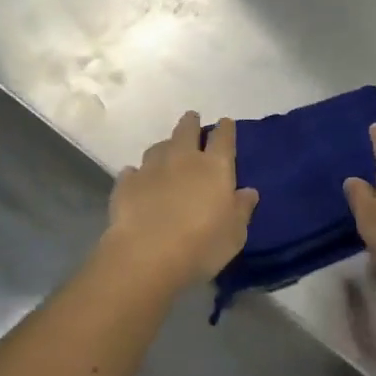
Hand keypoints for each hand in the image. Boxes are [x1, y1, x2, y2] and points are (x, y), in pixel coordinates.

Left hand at [107, 113, 258, 290]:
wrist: (146, 255)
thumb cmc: (201, 245)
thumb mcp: (234, 233)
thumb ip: (242, 209)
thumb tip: (249, 191)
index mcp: (214, 167)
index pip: (223, 138)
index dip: (225, 128)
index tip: (225, 123)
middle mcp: (182, 159)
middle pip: (187, 130)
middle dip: (191, 122)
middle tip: (192, 119)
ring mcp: (151, 168)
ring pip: (159, 147)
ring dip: (165, 147)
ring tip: (166, 152)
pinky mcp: (126, 183)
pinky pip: (133, 171)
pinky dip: (138, 173)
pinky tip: (138, 179)